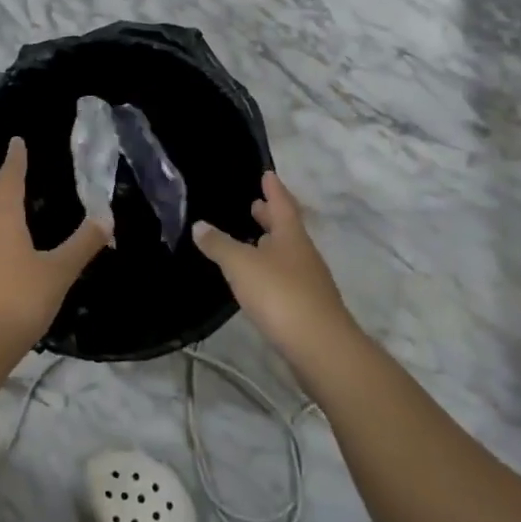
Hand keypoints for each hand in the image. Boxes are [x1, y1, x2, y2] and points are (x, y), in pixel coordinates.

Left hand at [0, 137, 109, 363]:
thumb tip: (107, 218)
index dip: (15, 159)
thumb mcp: (58, 272)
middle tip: (15, 168)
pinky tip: (0, 236)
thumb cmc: (18, 300)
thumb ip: (83, 244)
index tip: (17, 141)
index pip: (9, 177)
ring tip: (7, 196)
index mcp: (2, 216)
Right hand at [193, 172, 358, 365]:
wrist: (321, 348)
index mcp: (291, 236)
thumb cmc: (281, 294)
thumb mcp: (241, 265)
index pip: (282, 204)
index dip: (274, 189)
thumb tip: (199, 225)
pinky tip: (256, 279)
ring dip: (270, 244)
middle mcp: (303, 255)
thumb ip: (219, 244)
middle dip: (270, 217)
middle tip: (255, 204)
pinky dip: (270, 270)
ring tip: (250, 240)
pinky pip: (285, 278)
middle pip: (287, 229)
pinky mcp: (306, 308)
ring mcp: (308, 282)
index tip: (267, 174)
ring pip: (286, 254)